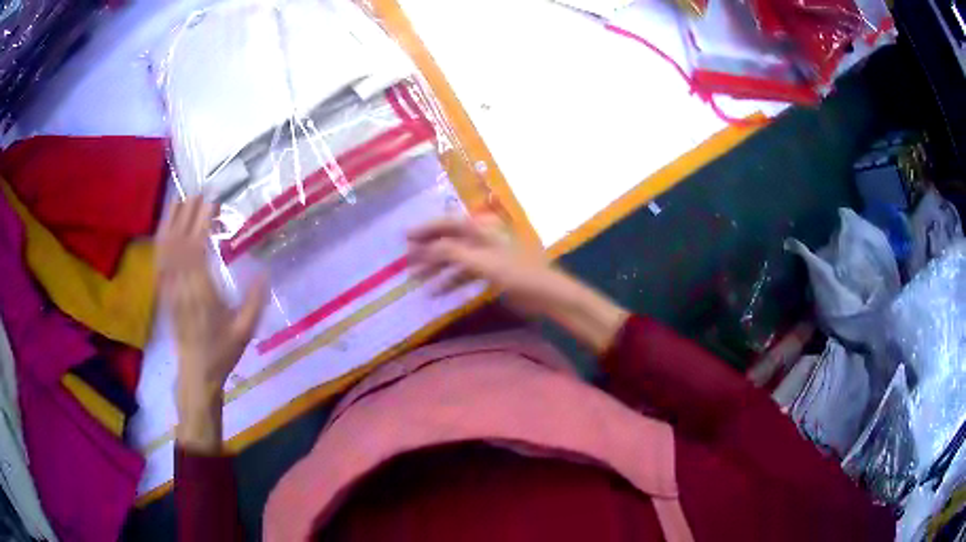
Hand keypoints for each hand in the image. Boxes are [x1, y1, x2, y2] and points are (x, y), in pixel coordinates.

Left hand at [157, 197, 266, 451]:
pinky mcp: (163, 293)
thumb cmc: (222, 351)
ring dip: (171, 222)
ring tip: (179, 200)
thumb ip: (254, 300)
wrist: (196, 372)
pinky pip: (159, 261)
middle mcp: (182, 286)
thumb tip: (265, 270)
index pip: (197, 249)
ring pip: (165, 248)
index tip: (212, 201)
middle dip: (188, 214)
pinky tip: (165, 228)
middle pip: (180, 242)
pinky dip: (161, 240)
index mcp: (202, 293)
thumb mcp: (245, 330)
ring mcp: (169, 289)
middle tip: (199, 192)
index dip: (202, 221)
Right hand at [407, 216, 628, 351]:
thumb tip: (425, 248)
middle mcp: (483, 238)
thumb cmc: (517, 273)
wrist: (547, 294)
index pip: (448, 223)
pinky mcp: (491, 272)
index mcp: (482, 229)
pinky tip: (435, 293)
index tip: (405, 238)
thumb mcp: (482, 262)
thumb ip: (452, 253)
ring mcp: (487, 255)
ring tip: (416, 279)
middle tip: (407, 262)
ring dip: (436, 268)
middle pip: (449, 240)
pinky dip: (449, 281)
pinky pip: (464, 273)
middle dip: (427, 250)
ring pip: (454, 258)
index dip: (426, 229)